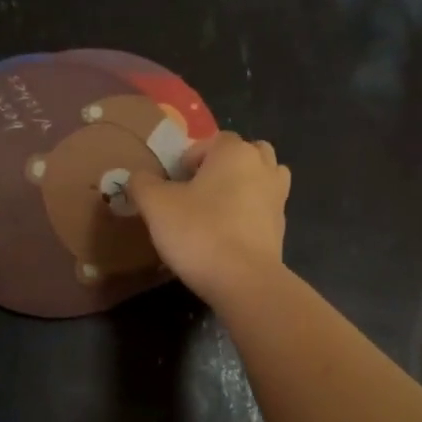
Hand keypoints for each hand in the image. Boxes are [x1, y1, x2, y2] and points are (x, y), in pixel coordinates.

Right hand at [126, 132, 289, 306]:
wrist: (244, 281)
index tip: (175, 182)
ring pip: (265, 178)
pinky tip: (230, 234)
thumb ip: (143, 184)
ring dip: (246, 185)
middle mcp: (263, 167)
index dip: (191, 157)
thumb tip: (139, 177)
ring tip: (221, 207)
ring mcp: (278, 198)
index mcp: (235, 153)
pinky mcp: (282, 228)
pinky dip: (252, 213)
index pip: (213, 140)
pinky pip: (265, 209)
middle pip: (246, 153)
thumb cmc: (199, 233)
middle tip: (200, 189)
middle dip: (225, 165)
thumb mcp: (156, 206)